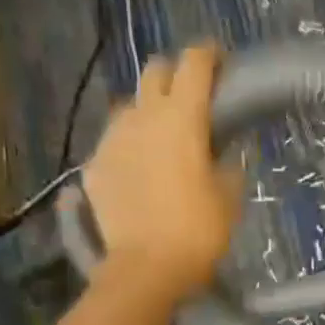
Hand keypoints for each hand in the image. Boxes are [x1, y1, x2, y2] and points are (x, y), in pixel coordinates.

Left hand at [81, 42, 243, 299]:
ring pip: (130, 106)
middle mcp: (143, 116)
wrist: (145, 268)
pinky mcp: (94, 165)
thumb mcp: (230, 195)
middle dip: (175, 74)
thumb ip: (230, 161)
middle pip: (155, 71)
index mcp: (182, 117)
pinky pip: (114, 141)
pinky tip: (141, 171)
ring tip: (163, 137)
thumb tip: (228, 147)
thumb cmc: (199, 230)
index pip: (194, 63)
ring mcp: (112, 139)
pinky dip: (130, 145)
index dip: (208, 55)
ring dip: (148, 110)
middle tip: (192, 98)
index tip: (221, 62)